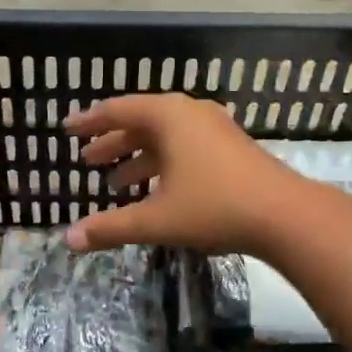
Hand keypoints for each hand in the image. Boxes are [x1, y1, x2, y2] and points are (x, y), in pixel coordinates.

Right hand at [64, 94, 306, 255]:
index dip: (89, 122)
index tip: (67, 129)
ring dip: (137, 156)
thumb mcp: (156, 219)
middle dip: (112, 143)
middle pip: (140, 122)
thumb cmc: (214, 207)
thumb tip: (68, 240)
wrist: (285, 215)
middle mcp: (189, 113)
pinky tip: (155, 189)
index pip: (117, 111)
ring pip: (164, 137)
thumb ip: (111, 227)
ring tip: (114, 182)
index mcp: (168, 116)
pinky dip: (162, 163)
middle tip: (87, 161)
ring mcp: (214, 128)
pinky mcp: (230, 147)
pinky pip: (184, 146)